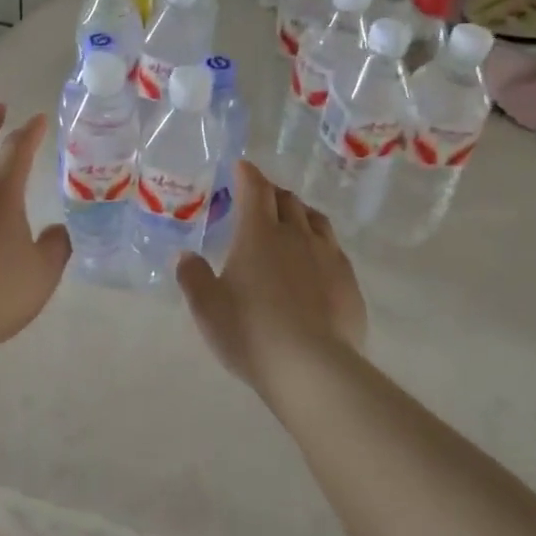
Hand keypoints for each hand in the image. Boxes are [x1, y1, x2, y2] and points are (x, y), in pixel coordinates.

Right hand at [175, 162, 366, 390]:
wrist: (312, 368)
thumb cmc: (250, 332)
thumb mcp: (207, 308)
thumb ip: (193, 277)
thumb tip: (186, 256)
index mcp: (258, 234)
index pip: (255, 190)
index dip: (248, 174)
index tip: (241, 166)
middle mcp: (296, 235)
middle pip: (287, 200)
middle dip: (272, 192)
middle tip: (260, 197)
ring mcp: (327, 257)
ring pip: (315, 220)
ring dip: (299, 213)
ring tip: (290, 221)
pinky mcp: (348, 281)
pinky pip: (333, 249)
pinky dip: (319, 243)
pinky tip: (314, 261)